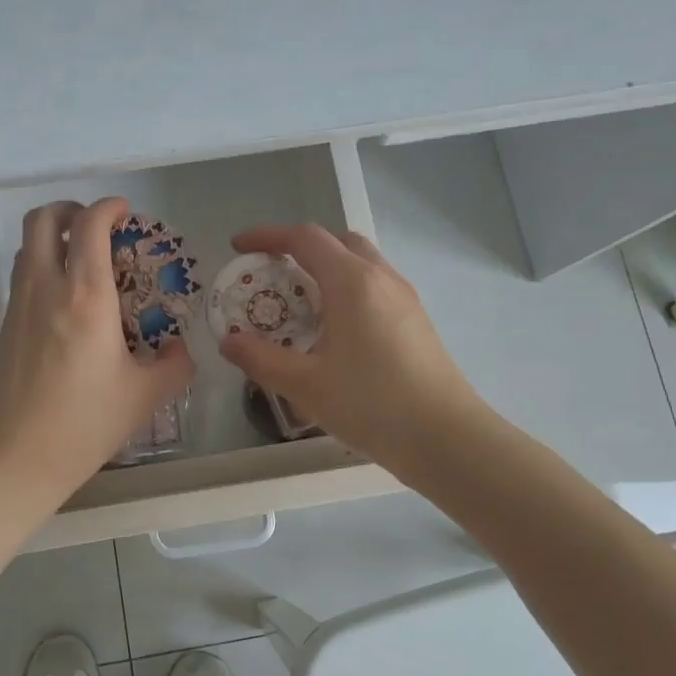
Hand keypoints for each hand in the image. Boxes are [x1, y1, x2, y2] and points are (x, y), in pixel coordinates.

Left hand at [0, 197, 194, 504]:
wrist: (14, 460)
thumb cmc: (84, 424)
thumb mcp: (145, 397)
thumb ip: (174, 366)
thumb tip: (180, 349)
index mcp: (85, 296)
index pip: (89, 225)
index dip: (108, 208)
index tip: (125, 213)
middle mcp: (45, 288)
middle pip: (43, 219)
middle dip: (71, 210)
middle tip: (96, 228)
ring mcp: (17, 305)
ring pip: (26, 245)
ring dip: (53, 238)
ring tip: (82, 261)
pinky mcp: (3, 326)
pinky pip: (21, 276)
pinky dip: (41, 267)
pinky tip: (65, 303)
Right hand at [218, 224, 488, 477]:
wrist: (446, 438)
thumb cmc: (372, 404)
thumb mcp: (305, 385)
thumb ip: (261, 359)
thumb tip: (228, 342)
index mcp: (352, 282)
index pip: (304, 238)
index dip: (267, 236)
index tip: (239, 248)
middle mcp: (381, 278)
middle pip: (337, 242)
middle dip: (300, 248)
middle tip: (273, 275)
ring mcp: (404, 298)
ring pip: (360, 263)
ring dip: (326, 269)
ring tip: (300, 306)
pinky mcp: (416, 321)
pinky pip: (374, 287)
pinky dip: (346, 290)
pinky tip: (335, 332)